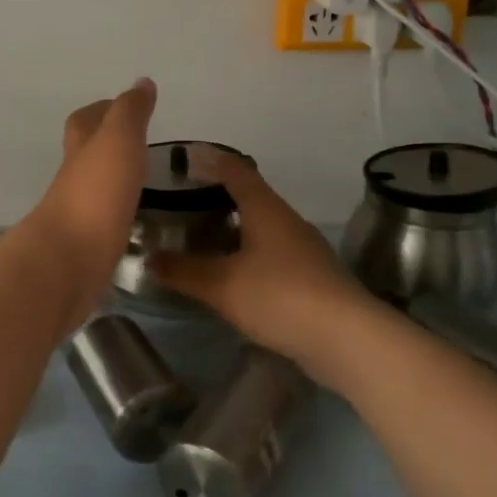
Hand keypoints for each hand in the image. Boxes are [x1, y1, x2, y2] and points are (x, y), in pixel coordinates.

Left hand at [24, 78, 156, 303]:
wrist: (69, 260)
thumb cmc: (96, 192)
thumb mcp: (118, 140)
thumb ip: (130, 112)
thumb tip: (141, 82)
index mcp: (81, 148)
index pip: (86, 120)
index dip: (103, 109)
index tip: (127, 106)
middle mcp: (75, 178)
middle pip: (86, 153)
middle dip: (107, 144)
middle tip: (140, 143)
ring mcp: (79, 213)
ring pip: (96, 187)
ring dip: (114, 179)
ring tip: (145, 178)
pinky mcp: (88, 244)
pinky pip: (105, 220)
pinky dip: (118, 212)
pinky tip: (136, 217)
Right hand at [151, 151, 377, 384]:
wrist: (348, 340)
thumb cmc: (281, 297)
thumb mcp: (222, 285)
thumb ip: (183, 271)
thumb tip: (149, 259)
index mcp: (266, 210)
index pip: (236, 171)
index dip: (211, 160)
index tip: (187, 155)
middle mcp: (287, 222)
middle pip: (251, 197)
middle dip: (219, 195)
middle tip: (184, 199)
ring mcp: (303, 251)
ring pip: (262, 228)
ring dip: (234, 227)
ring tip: (201, 236)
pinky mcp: (312, 280)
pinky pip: (272, 255)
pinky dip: (247, 255)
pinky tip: (231, 274)